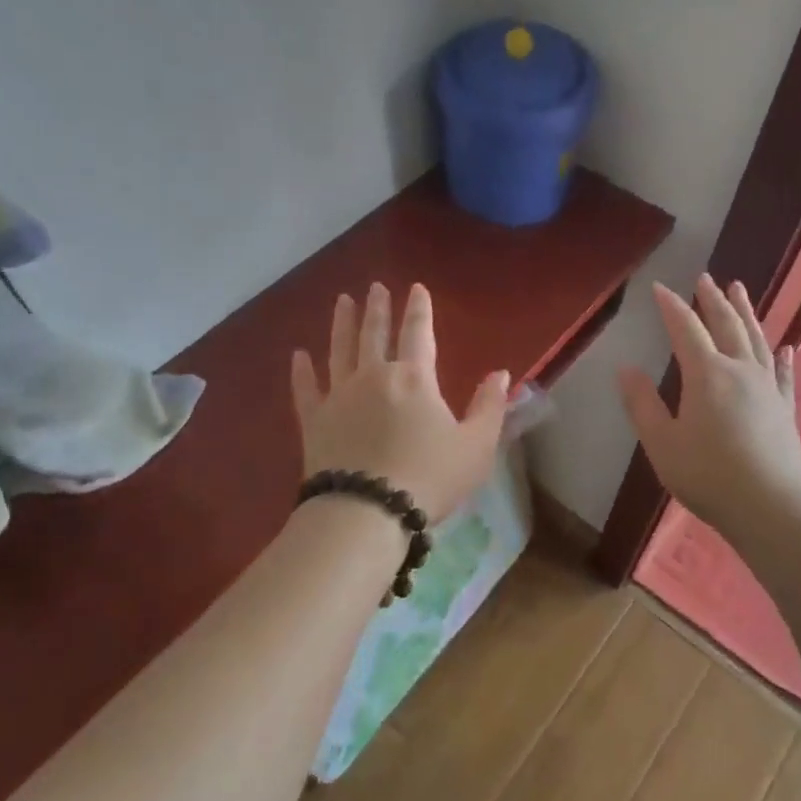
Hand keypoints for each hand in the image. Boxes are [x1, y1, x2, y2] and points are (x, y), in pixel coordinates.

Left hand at [292, 282, 509, 523]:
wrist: (366, 512)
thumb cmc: (429, 478)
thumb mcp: (476, 446)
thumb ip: (490, 407)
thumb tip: (502, 373)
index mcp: (414, 379)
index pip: (418, 333)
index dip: (418, 309)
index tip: (415, 288)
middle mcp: (374, 376)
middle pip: (374, 333)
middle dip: (377, 308)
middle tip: (375, 287)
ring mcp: (339, 396)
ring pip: (339, 350)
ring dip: (342, 324)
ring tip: (342, 301)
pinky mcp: (314, 421)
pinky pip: (306, 388)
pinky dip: (301, 370)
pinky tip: (298, 355)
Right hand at [618, 275, 800, 540]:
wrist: (770, 507)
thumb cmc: (707, 475)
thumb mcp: (661, 442)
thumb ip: (642, 404)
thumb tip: (626, 370)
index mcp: (707, 374)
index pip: (685, 329)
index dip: (671, 306)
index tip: (659, 287)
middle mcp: (740, 370)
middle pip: (726, 325)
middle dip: (712, 300)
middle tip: (706, 277)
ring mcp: (768, 388)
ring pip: (756, 340)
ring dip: (746, 313)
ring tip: (739, 290)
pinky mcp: (785, 409)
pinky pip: (783, 374)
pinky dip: (782, 357)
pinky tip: (786, 347)